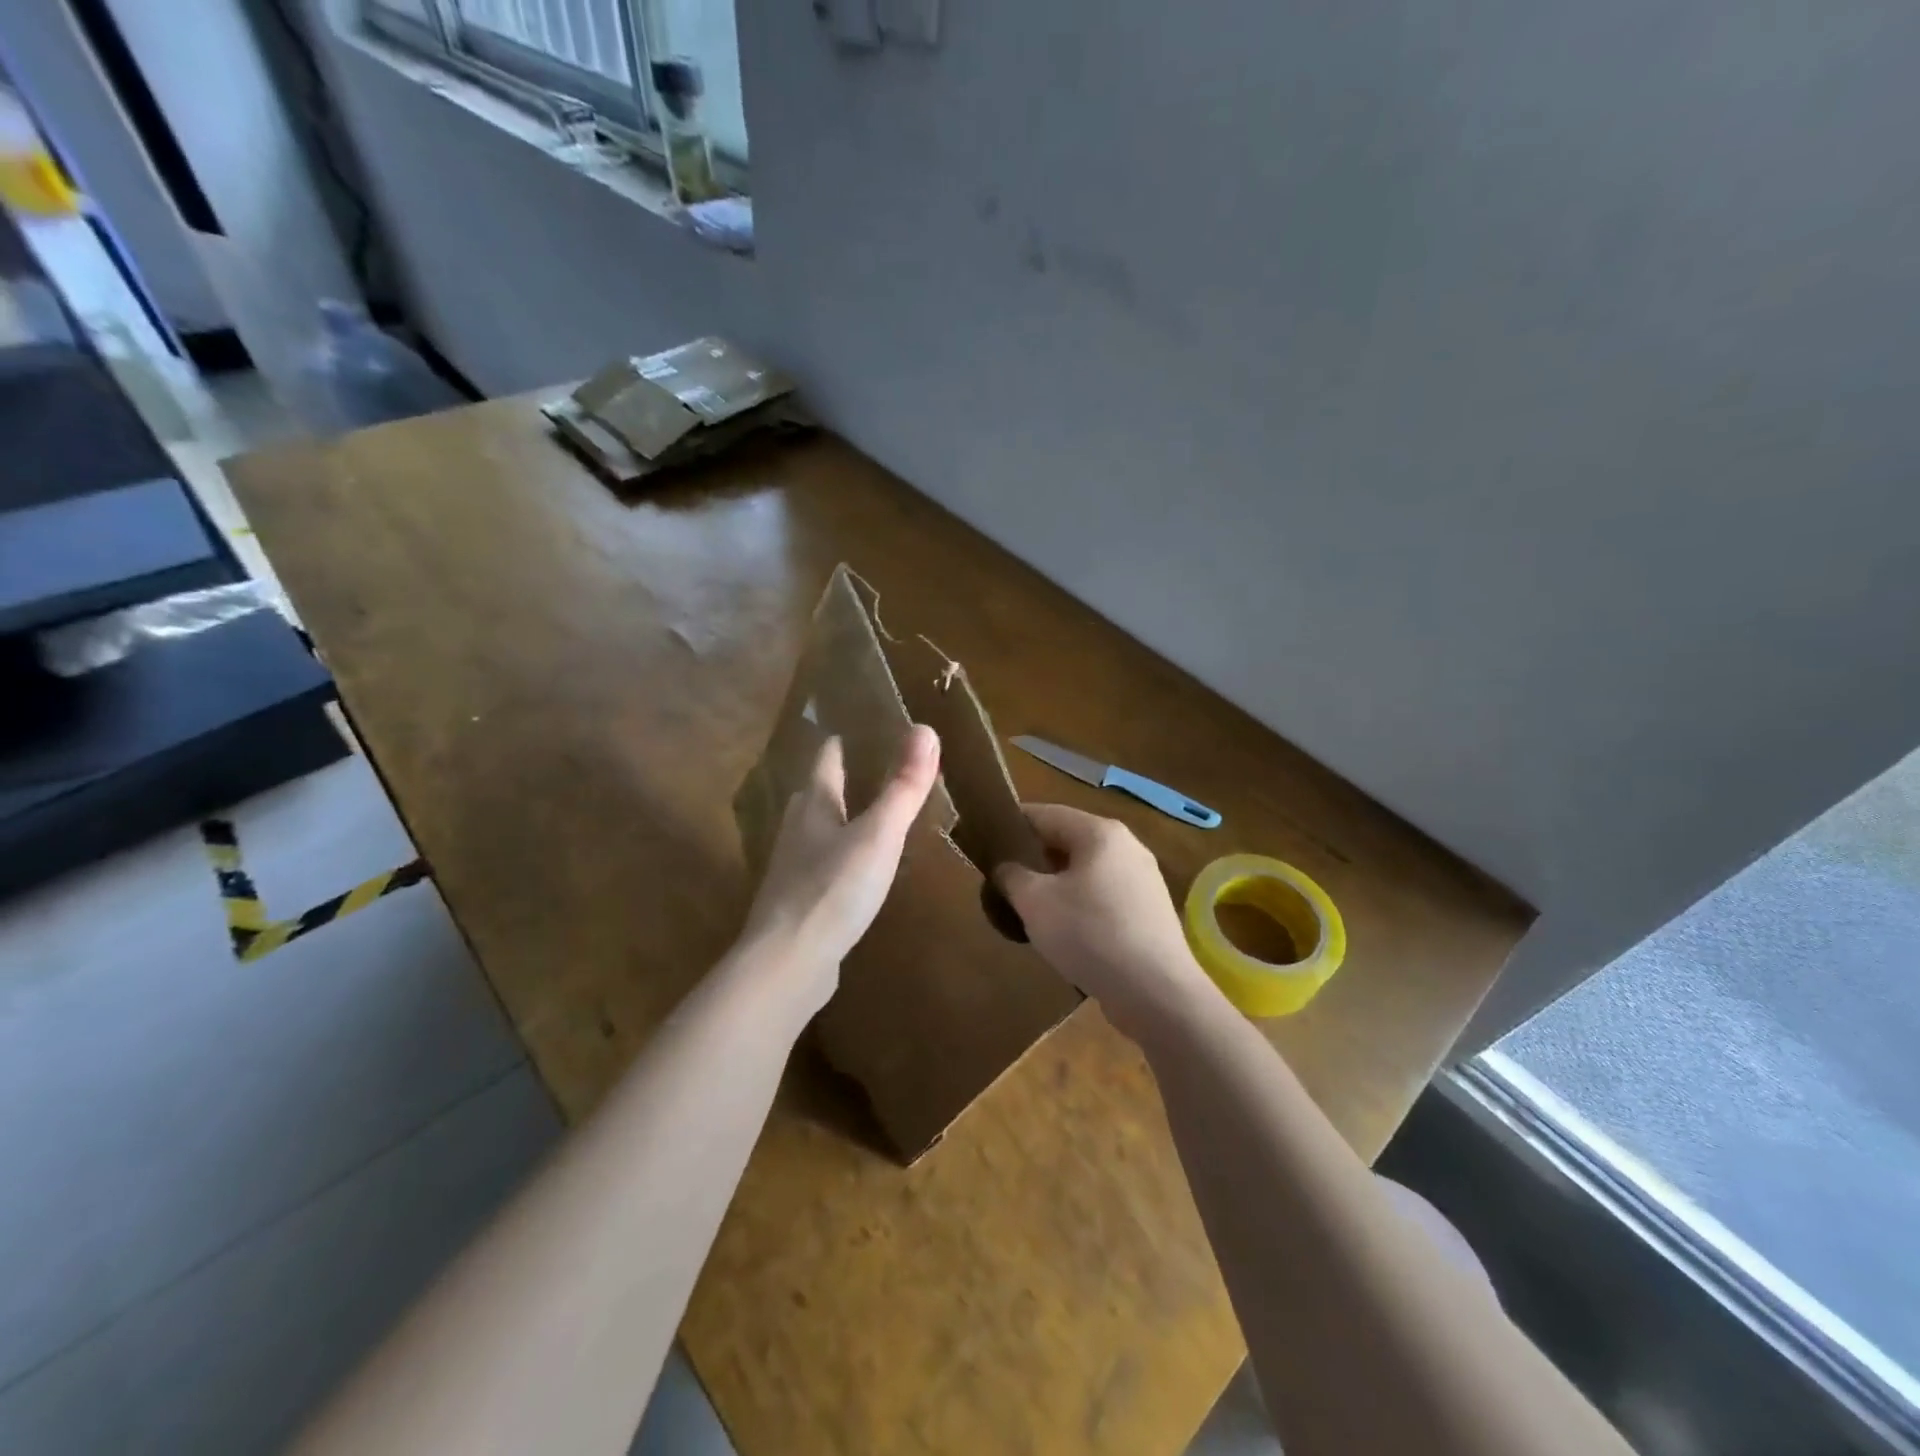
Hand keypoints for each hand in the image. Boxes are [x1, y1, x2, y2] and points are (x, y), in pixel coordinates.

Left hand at [737, 725, 940, 1014]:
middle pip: (816, 793)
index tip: (858, 728)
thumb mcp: (879, 835)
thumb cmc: (834, 889)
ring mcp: (793, 868)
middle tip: (869, 770)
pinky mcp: (797, 902)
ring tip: (866, 816)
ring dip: (838, 819)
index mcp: (814, 805)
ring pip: (816, 831)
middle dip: (838, 779)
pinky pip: (820, 867)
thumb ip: (903, 787)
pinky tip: (854, 871)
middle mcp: (797, 830)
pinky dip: (838, 857)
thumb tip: (925, 729)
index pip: (826, 759)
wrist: (789, 962)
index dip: (841, 742)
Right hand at [996, 804, 1214, 1043]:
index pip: (1045, 813)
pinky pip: (1104, 896)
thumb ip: (1011, 876)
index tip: (985, 842)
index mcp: (1100, 832)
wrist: (1157, 993)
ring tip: (1028, 908)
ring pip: (1086, 871)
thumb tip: (1006, 867)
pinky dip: (1079, 905)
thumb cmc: (1090, 934)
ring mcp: (1143, 880)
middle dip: (1034, 859)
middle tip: (1002, 880)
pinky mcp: (1149, 912)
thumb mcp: (1035, 902)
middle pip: (1068, 841)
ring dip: (1056, 885)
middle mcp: (1127, 846)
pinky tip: (1064, 932)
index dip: (1012, 824)